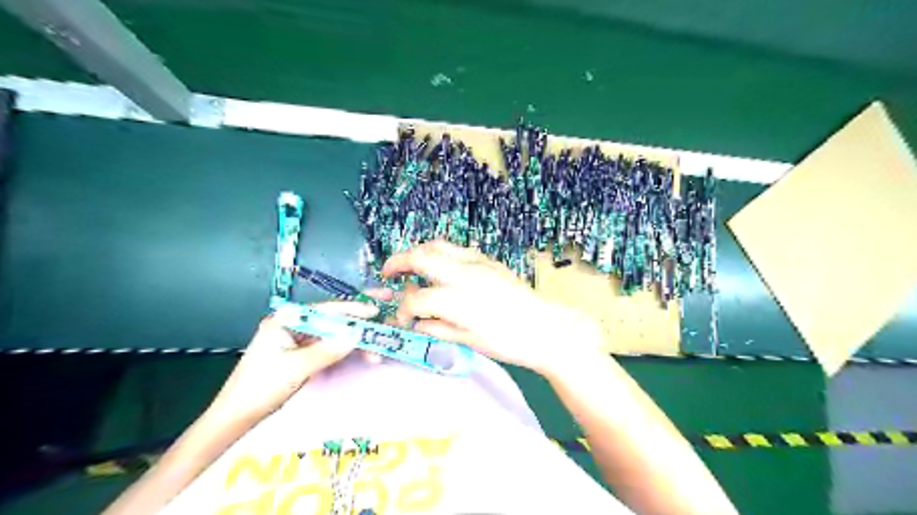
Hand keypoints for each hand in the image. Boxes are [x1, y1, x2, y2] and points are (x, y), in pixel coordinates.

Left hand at [206, 293, 386, 424]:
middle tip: (385, 316)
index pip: (326, 309)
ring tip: (377, 353)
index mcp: (287, 319)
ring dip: (356, 341)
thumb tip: (357, 336)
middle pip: (333, 318)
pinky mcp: (304, 352)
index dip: (354, 309)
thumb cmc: (260, 388)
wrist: (236, 416)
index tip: (376, 311)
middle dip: (360, 321)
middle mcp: (295, 323)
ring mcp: (300, 338)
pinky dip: (346, 350)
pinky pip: (330, 345)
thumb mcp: (296, 368)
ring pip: (335, 333)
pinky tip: (363, 354)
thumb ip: (327, 350)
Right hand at [384, 240, 606, 374]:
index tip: (403, 320)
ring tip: (411, 266)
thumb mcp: (469, 341)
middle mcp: (463, 274)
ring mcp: (477, 262)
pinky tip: (441, 267)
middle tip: (388, 273)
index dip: (402, 311)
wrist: (545, 327)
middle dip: (397, 262)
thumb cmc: (508, 341)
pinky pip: (457, 249)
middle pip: (420, 257)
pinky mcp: (489, 260)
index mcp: (456, 300)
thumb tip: (417, 323)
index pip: (416, 300)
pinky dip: (441, 254)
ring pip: (438, 245)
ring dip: (418, 253)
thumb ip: (437, 328)